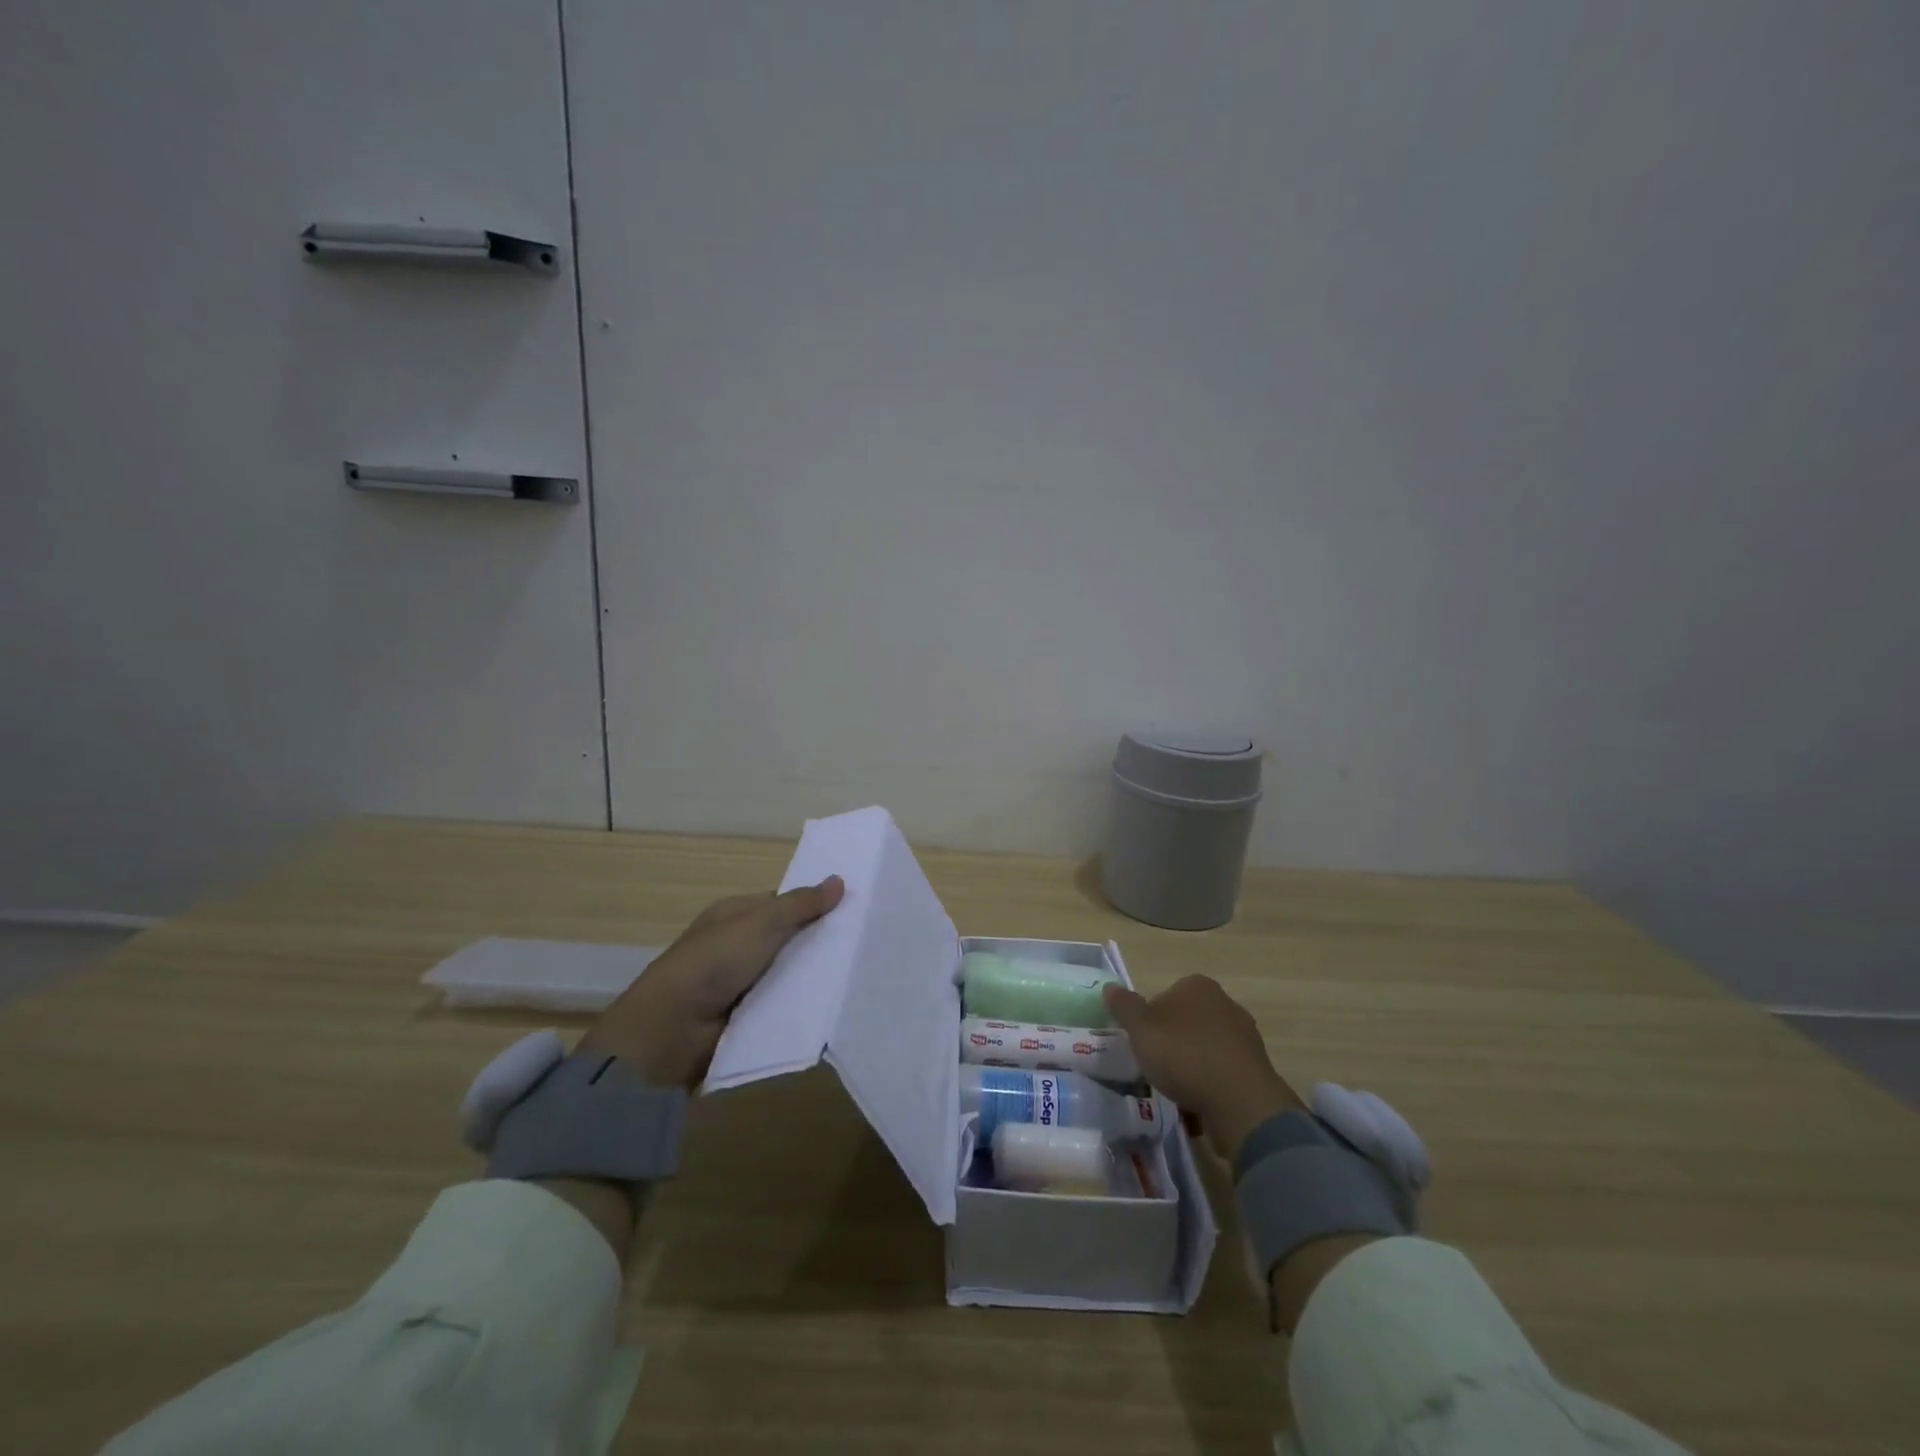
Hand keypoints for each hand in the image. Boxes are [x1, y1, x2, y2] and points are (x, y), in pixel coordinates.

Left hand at [580, 877, 844, 1087]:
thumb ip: (801, 905)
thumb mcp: (762, 923)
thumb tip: (839, 881)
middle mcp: (736, 946)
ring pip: (786, 974)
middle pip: (786, 940)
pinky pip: (780, 1005)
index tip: (850, 913)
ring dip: (811, 977)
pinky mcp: (745, 1017)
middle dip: (816, 944)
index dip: (812, 906)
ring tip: (857, 977)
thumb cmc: (715, 961)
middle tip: (861, 947)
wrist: (673, 1029)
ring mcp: (739, 983)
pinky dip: (799, 1005)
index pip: (781, 905)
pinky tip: (832, 1005)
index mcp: (734, 916)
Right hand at [1102, 975, 1304, 1161]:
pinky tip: (1197, 1107)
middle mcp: (1225, 1003)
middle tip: (1156, 1067)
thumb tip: (1110, 987)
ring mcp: (1245, 1036)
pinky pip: (1222, 1074)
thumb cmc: (1184, 1056)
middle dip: (1172, 1043)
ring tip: (1176, 1092)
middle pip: (1186, 1022)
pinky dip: (1210, 1087)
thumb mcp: (1141, 1030)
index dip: (1150, 1020)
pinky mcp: (1256, 1069)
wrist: (1240, 1103)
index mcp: (1198, 986)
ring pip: (1204, 1049)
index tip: (1143, 1044)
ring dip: (1191, 1067)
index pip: (1165, 996)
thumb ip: (1124, 1007)